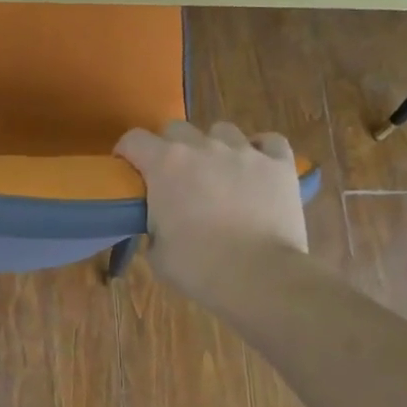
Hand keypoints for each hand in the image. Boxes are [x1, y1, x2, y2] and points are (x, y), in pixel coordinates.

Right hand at [115, 121, 307, 303]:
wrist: (260, 278)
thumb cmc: (199, 268)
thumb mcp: (157, 253)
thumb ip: (154, 226)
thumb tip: (161, 224)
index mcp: (166, 165)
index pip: (134, 139)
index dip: (127, 151)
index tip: (128, 169)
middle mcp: (202, 147)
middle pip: (177, 129)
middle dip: (170, 147)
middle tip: (175, 176)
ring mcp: (244, 152)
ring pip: (223, 130)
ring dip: (215, 146)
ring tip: (219, 171)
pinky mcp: (279, 164)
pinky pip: (270, 142)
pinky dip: (261, 150)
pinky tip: (258, 166)